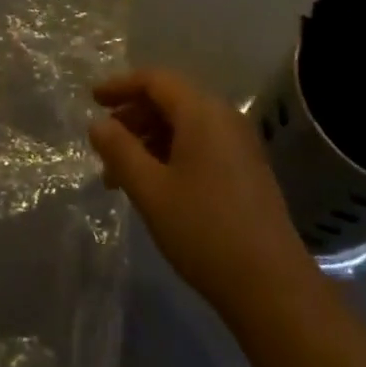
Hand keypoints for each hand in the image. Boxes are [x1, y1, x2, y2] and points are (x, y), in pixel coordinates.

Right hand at [91, 69, 315, 316]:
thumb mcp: (151, 191)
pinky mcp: (246, 168)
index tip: (92, 100)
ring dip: (149, 139)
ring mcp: (239, 143)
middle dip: (133, 116)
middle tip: (104, 142)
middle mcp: (223, 116)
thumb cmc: (204, 231)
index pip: (155, 80)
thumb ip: (120, 151)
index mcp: (201, 111)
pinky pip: (200, 143)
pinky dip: (171, 153)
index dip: (120, 85)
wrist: (273, 287)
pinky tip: (155, 185)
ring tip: (121, 174)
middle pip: (170, 99)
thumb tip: (97, 124)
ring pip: (184, 124)